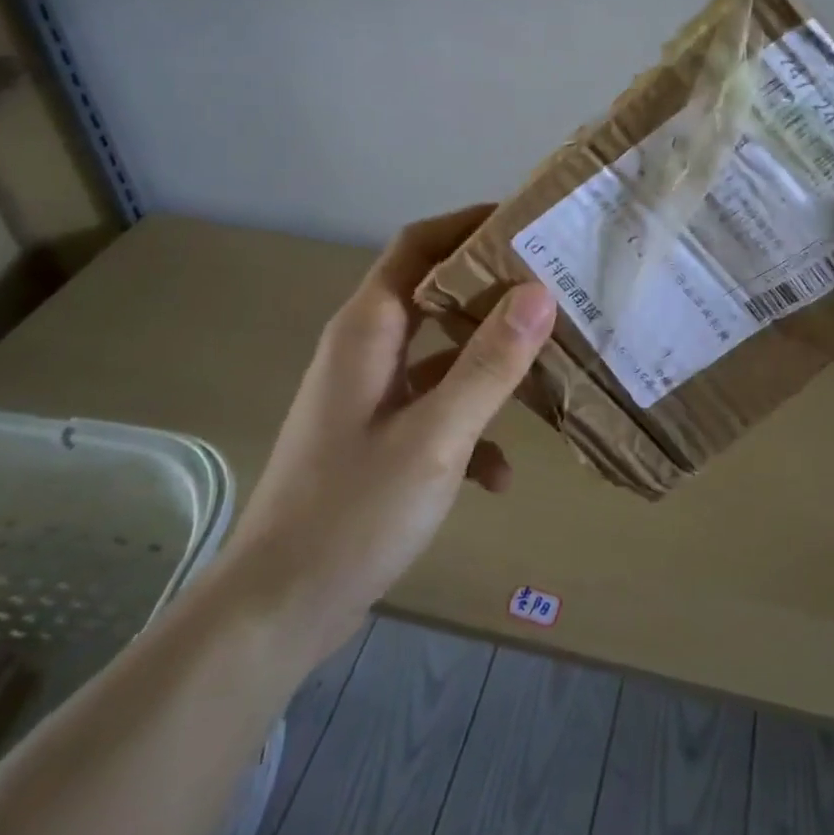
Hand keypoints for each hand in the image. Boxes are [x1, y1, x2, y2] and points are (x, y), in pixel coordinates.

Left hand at [225, 205, 555, 641]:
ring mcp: (370, 396)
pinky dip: (470, 427)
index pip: (418, 245)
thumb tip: (539, 292)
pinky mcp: (377, 439)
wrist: (276, 611)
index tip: (527, 223)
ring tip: (548, 369)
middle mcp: (366, 350)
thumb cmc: (352, 513)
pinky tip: (500, 474)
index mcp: (368, 330)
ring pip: (442, 356)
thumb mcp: (435, 436)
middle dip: (493, 292)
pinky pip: (434, 410)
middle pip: (436, 295)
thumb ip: (489, 363)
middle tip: (556, 291)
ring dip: (490, 363)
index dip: (469, 224)